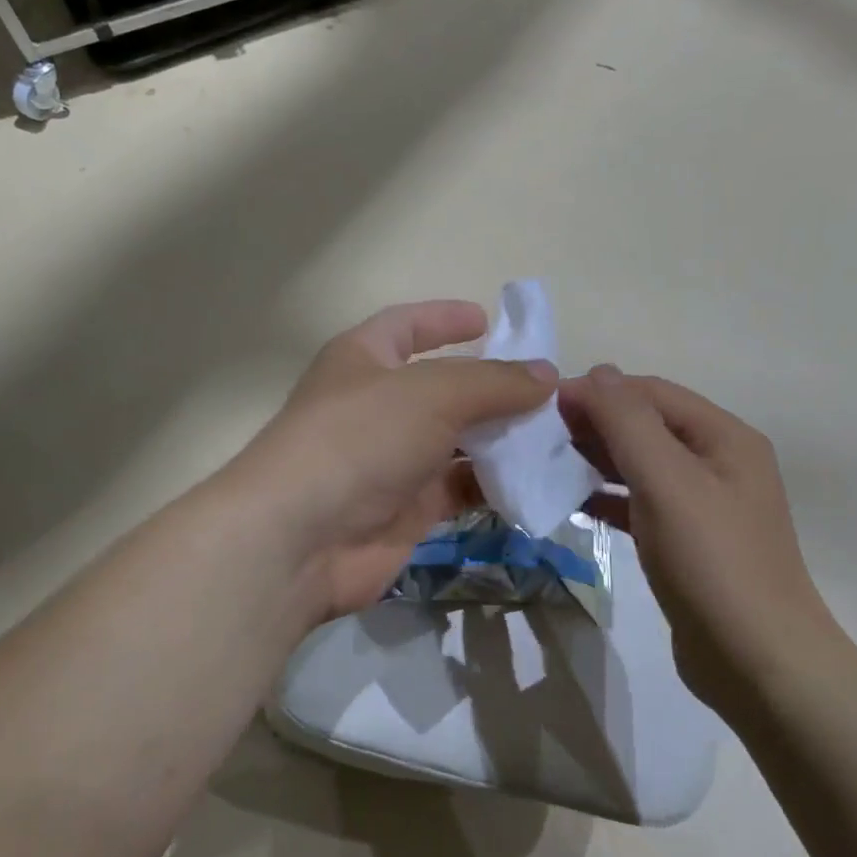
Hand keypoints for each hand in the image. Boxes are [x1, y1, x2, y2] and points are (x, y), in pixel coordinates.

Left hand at [227, 301, 556, 626]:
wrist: (301, 538)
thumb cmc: (361, 438)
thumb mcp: (434, 393)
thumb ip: (494, 382)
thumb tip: (547, 374)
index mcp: (365, 358)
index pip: (407, 326)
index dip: (444, 318)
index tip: (488, 320)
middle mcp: (377, 406)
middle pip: (443, 387)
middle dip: (492, 388)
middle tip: (546, 391)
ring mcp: (391, 460)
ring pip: (456, 442)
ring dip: (500, 439)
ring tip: (554, 435)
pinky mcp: (406, 509)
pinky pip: (458, 489)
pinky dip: (492, 484)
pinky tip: (534, 481)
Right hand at [560, 366, 833, 709]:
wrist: (757, 664)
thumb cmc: (712, 562)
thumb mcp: (667, 481)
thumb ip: (628, 422)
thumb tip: (597, 372)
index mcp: (724, 437)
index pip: (651, 393)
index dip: (597, 392)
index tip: (541, 404)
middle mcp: (718, 462)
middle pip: (646, 426)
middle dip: (594, 423)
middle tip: (537, 435)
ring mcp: (703, 505)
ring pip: (640, 465)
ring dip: (596, 458)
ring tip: (546, 462)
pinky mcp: (686, 542)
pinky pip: (639, 503)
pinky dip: (607, 497)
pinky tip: (572, 502)